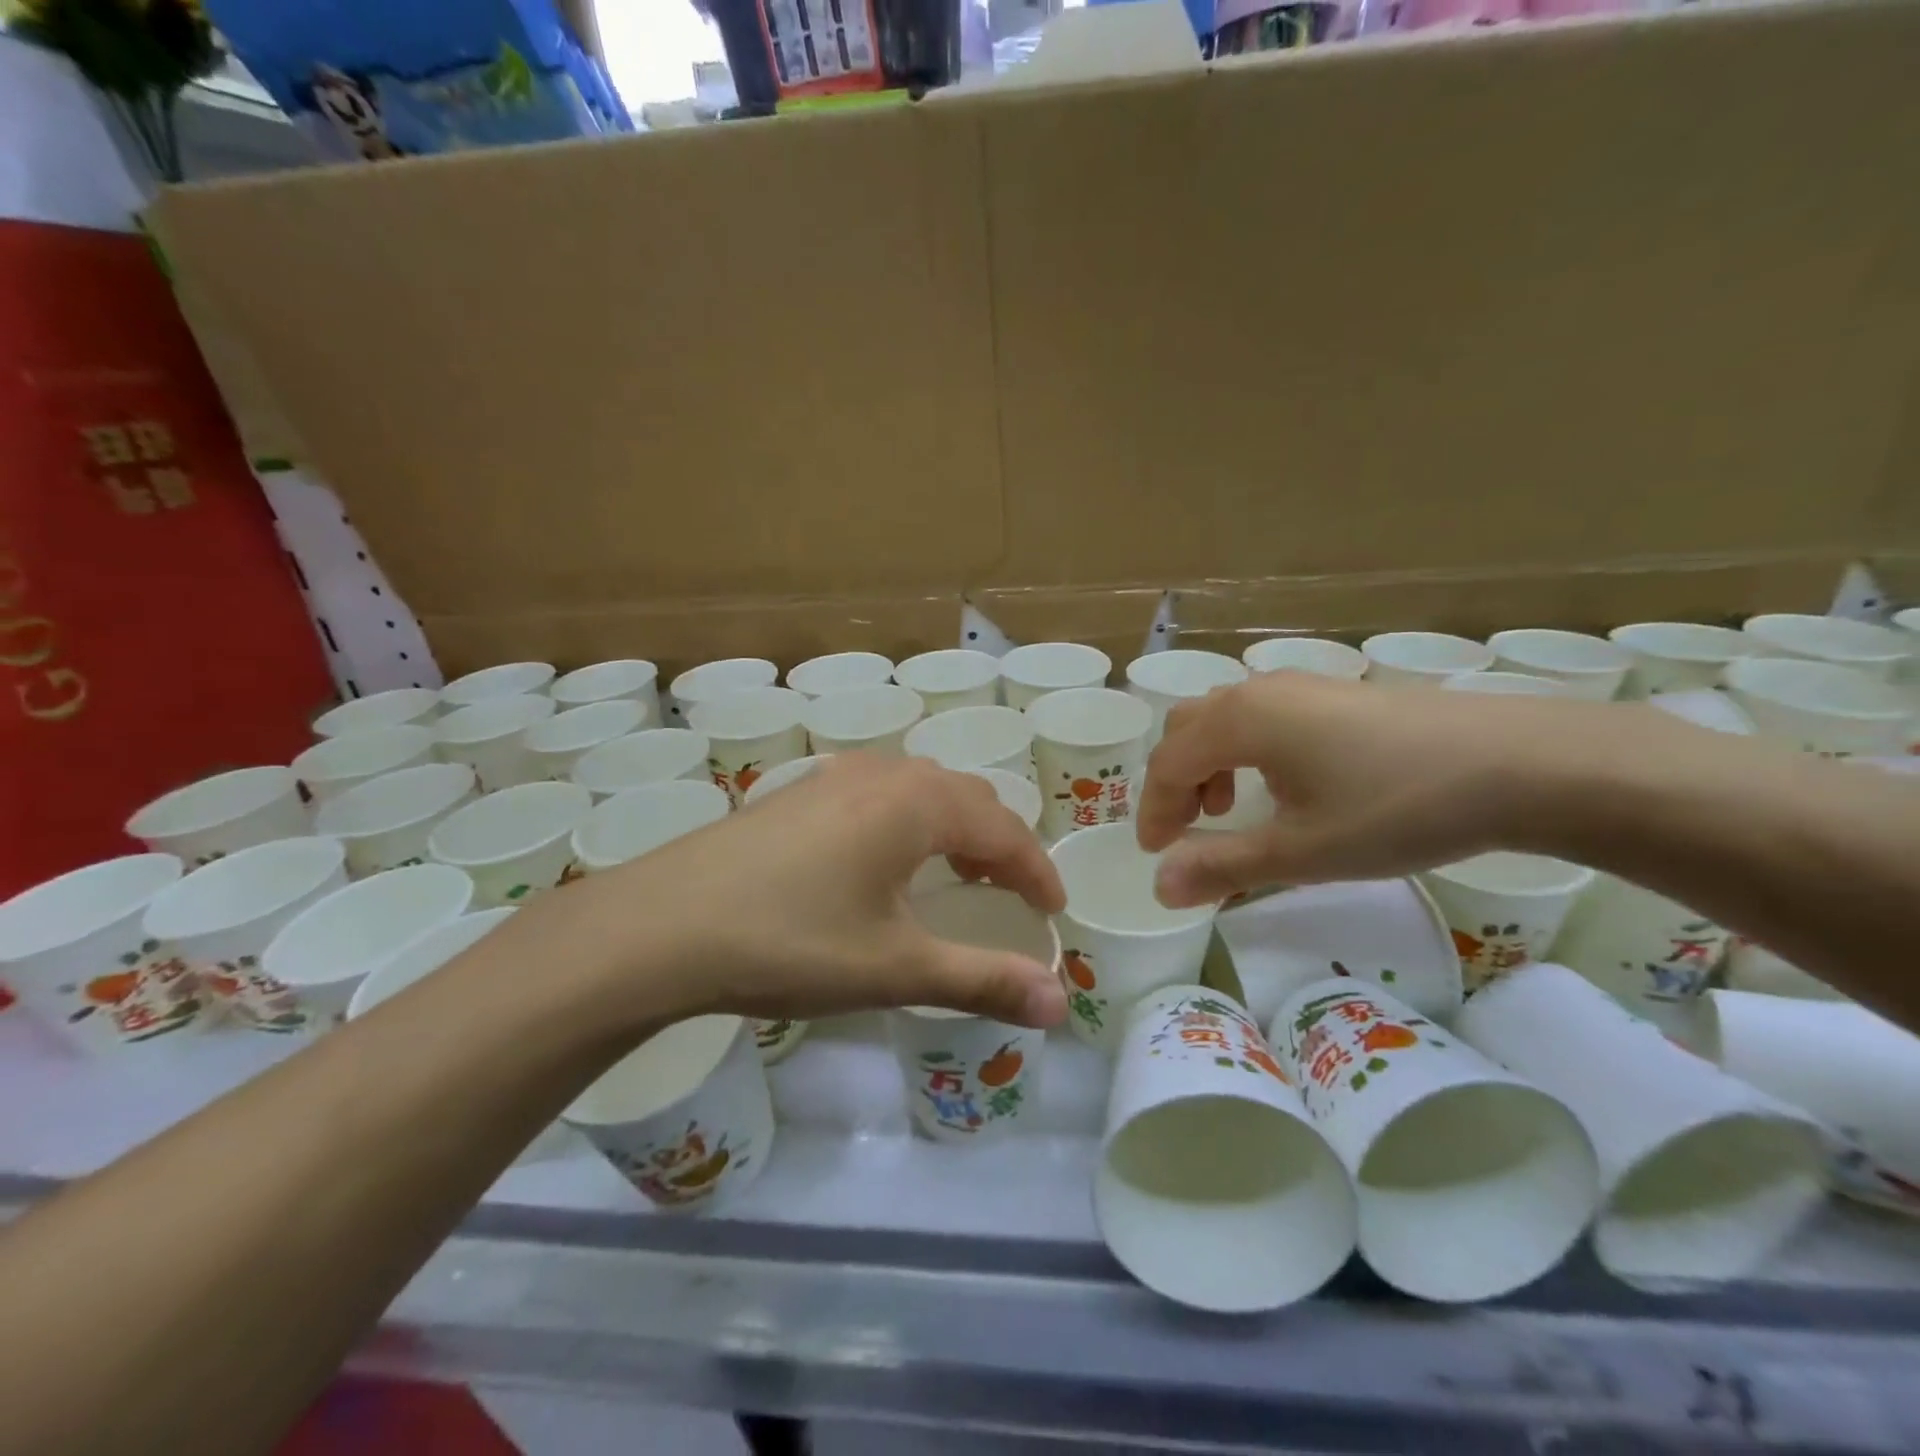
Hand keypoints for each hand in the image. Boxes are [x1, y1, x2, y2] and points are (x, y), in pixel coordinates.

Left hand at [561, 756, 1067, 1029]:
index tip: (1053, 913)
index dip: (1037, 872)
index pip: (1005, 830)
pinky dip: (911, 821)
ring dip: (955, 829)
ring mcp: (836, 775)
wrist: (662, 925)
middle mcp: (884, 773)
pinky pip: (882, 793)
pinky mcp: (802, 790)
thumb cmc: (792, 941)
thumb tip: (1061, 1006)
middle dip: (1000, 846)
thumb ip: (983, 981)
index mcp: (918, 803)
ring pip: (923, 790)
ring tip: (956, 878)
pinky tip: (886, 861)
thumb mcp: (895, 967)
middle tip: (1008, 897)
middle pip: (968, 799)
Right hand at [1135, 674, 1672, 905]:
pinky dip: (1245, 750)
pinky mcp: (1336, 693)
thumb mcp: (1302, 851)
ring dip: (1209, 763)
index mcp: (1239, 721)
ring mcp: (1301, 686)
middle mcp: (1258, 691)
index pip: (1168, 763)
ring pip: (1225, 718)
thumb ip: (1223, 867)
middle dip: (1174, 782)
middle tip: (1187, 831)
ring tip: (1230, 808)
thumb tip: (1159, 888)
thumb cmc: (1395, 807)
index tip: (1156, 853)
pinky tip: (1283, 784)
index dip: (1153, 809)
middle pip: (1187, 729)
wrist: (1518, 763)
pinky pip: (1262, 715)